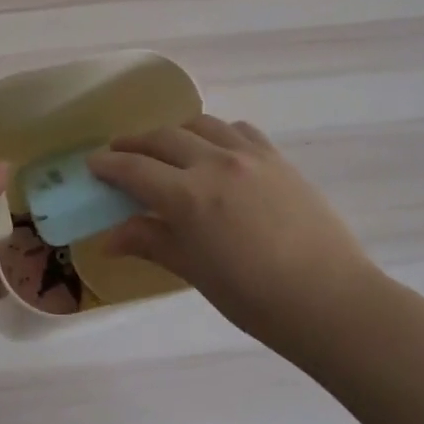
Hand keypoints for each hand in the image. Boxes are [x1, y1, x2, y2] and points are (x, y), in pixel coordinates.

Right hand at [89, 116, 374, 344]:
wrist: (330, 300)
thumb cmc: (255, 299)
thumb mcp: (196, 272)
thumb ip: (152, 243)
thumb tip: (110, 238)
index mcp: (189, 196)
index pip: (135, 169)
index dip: (109, 164)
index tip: (93, 163)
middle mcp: (215, 162)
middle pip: (162, 138)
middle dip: (134, 142)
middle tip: (119, 152)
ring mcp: (249, 155)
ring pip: (200, 124)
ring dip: (174, 132)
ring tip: (166, 147)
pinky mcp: (277, 157)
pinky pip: (237, 129)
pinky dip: (216, 132)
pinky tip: (216, 149)